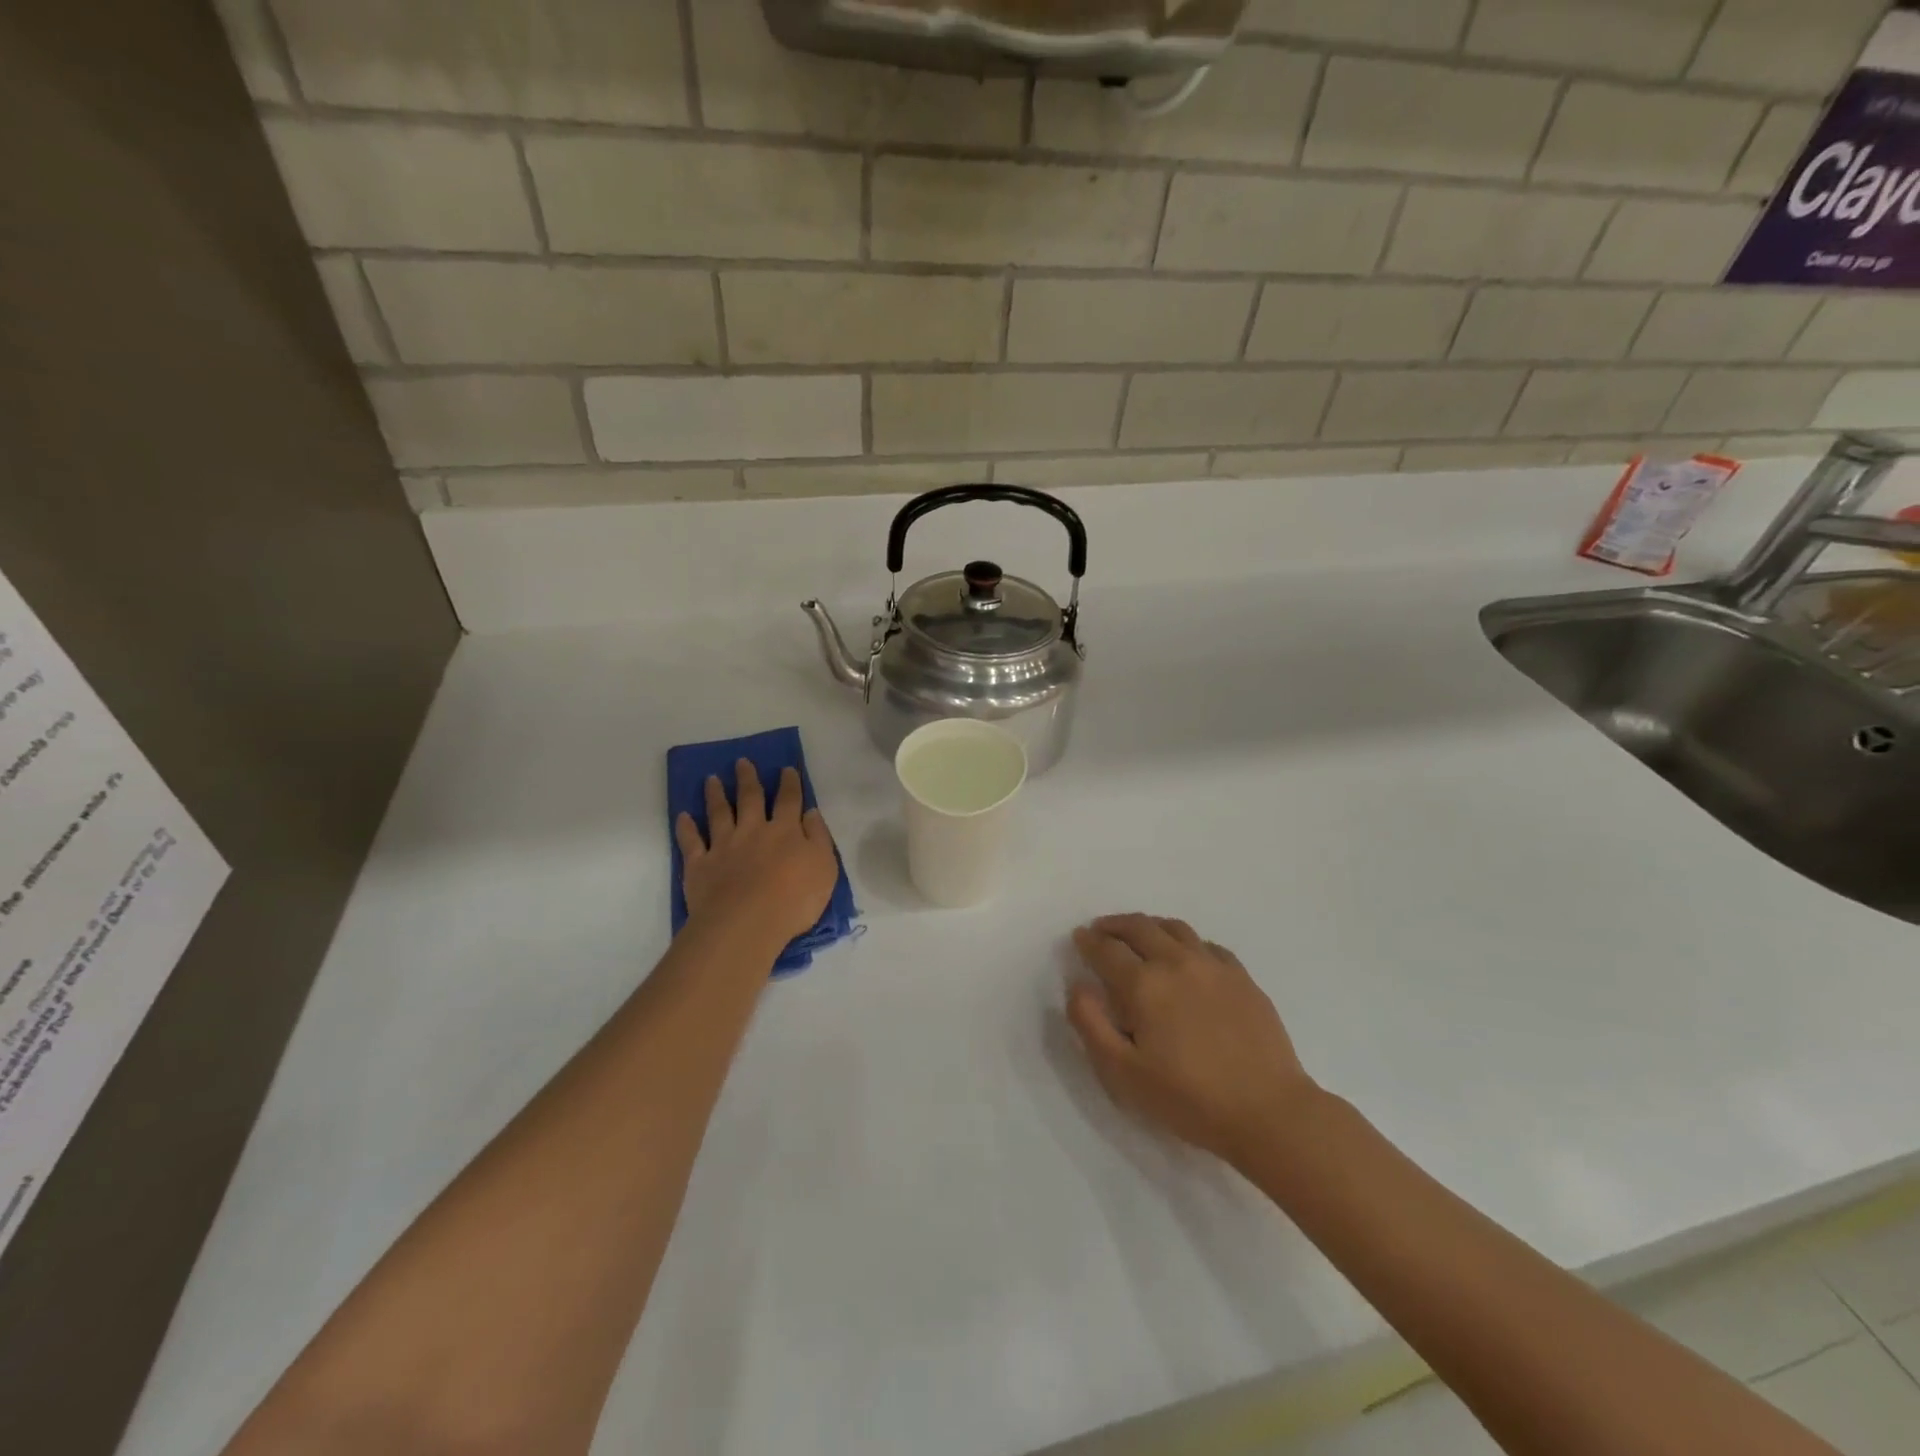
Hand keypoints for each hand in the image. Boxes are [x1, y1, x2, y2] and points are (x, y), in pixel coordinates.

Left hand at [676, 761, 838, 948]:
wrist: (747, 923)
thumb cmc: (794, 899)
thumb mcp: (824, 867)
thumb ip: (819, 837)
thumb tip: (811, 813)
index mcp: (786, 831)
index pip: (789, 801)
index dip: (789, 783)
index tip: (786, 769)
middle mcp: (753, 831)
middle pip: (750, 799)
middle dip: (747, 779)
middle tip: (741, 762)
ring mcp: (724, 846)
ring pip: (719, 813)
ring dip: (715, 795)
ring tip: (711, 779)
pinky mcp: (700, 865)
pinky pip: (691, 842)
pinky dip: (686, 828)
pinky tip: (683, 816)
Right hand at [1067, 914, 1319, 1168]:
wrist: (1268, 1112)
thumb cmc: (1188, 1098)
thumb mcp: (1123, 1073)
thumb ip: (1091, 1024)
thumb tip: (1078, 986)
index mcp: (1144, 984)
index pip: (1107, 949)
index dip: (1088, 941)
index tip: (1079, 937)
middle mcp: (1176, 962)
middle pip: (1140, 927)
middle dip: (1114, 925)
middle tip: (1102, 929)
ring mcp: (1213, 966)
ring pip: (1174, 928)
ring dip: (1149, 926)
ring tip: (1140, 935)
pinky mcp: (1242, 977)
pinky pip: (1207, 945)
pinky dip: (1186, 942)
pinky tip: (1186, 956)